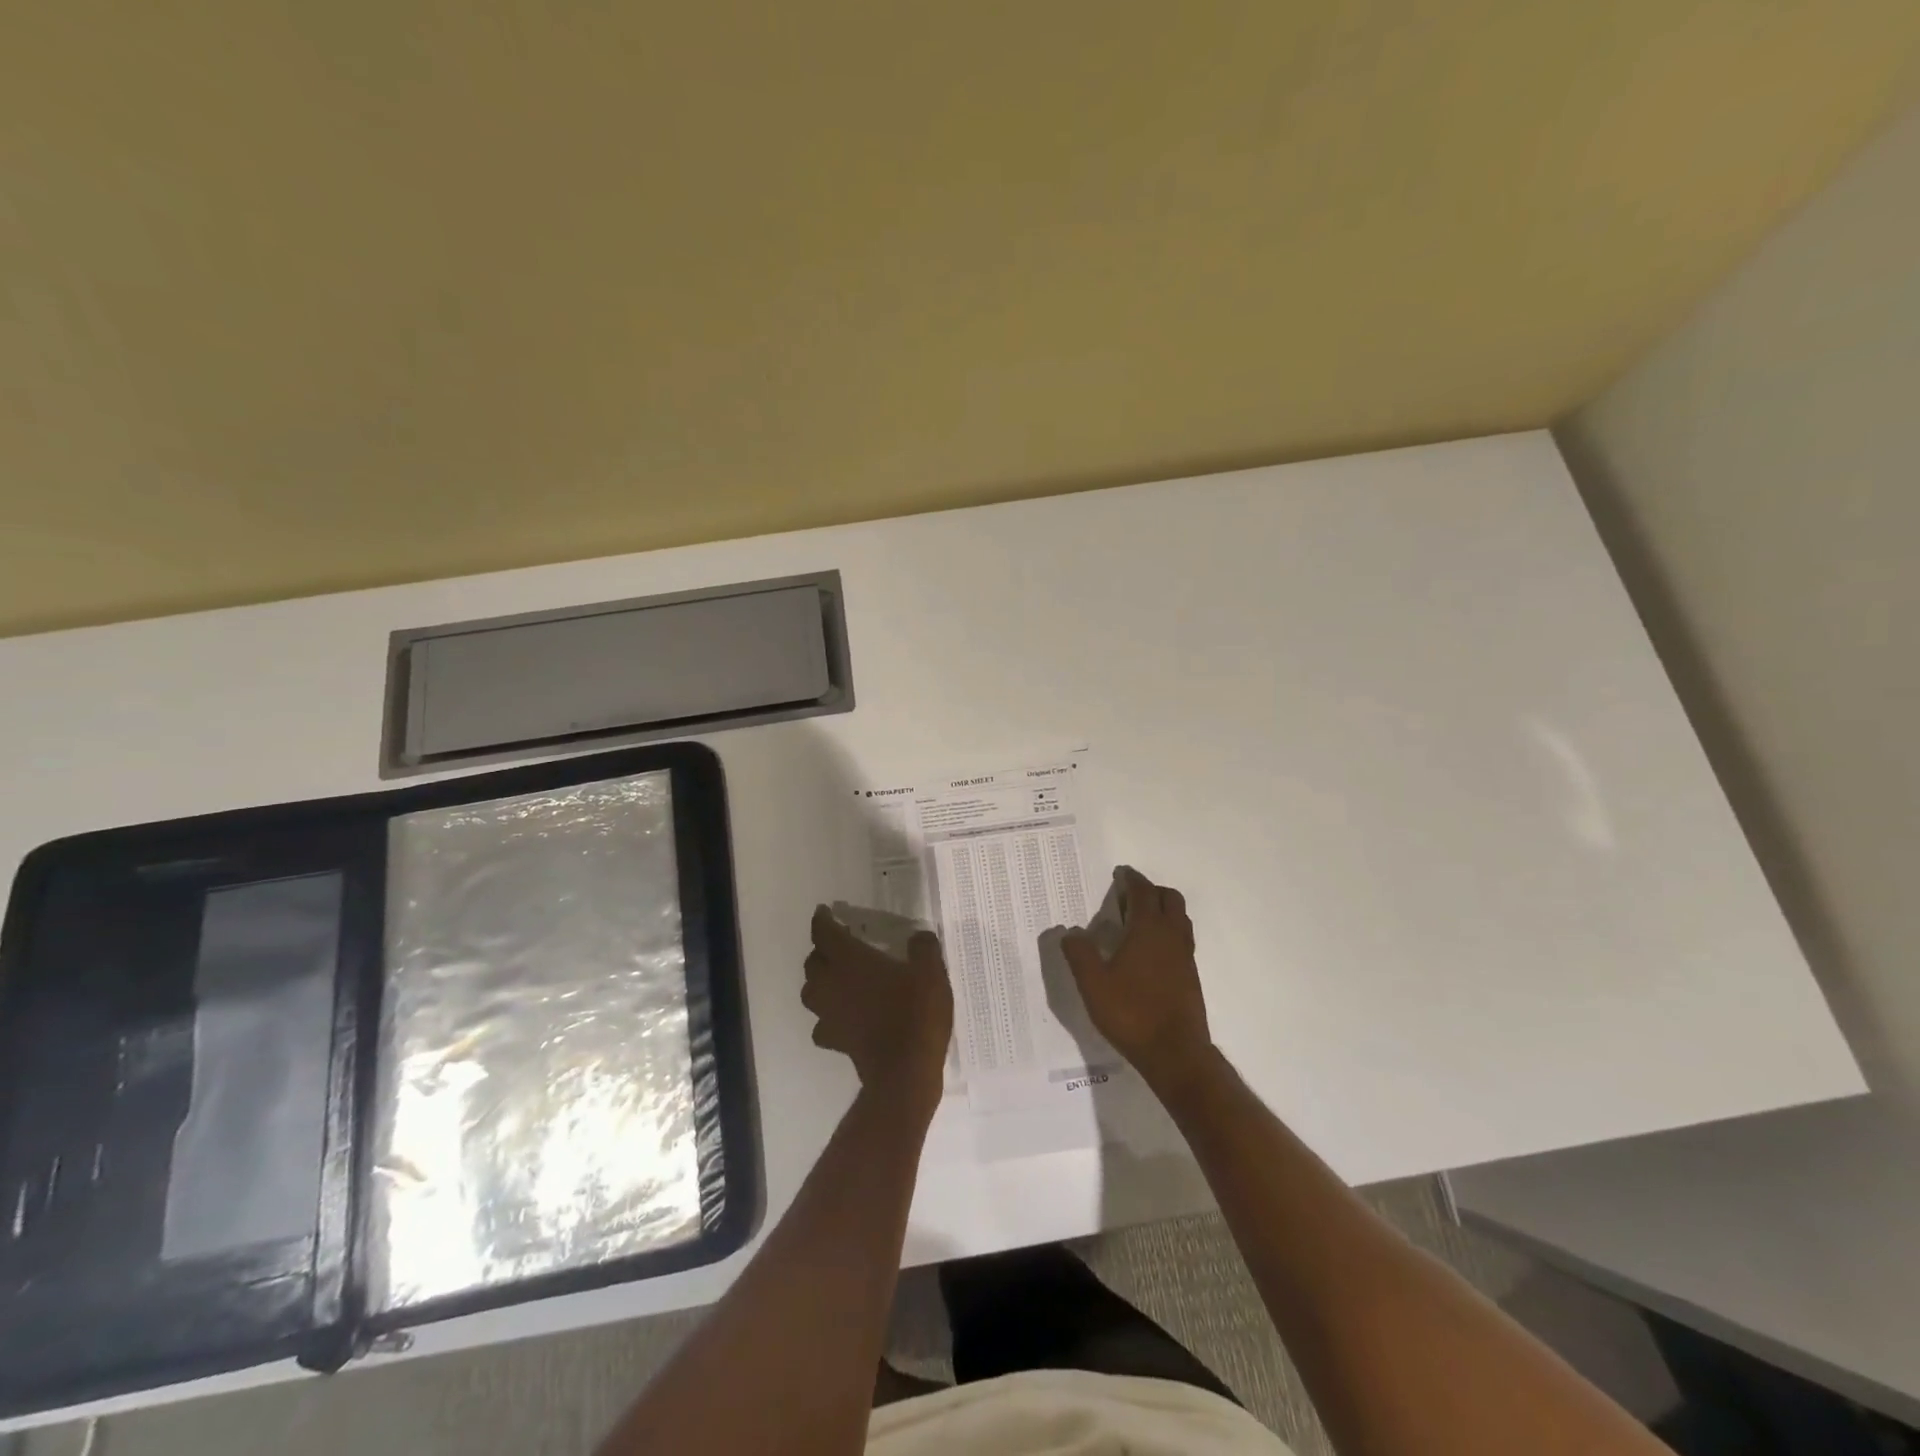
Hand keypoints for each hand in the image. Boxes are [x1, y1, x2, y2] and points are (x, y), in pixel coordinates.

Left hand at [803, 906, 953, 1113]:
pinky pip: (822, 1024)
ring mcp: (828, 1015)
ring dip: (820, 982)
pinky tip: (844, 1017)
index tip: (825, 912)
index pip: (824, 933)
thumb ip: (923, 948)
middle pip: (812, 962)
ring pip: (810, 992)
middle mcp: (831, 983)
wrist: (904, 1070)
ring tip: (838, 980)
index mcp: (849, 959)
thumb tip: (918, 937)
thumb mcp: (930, 971)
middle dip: (822, 951)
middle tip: (840, 946)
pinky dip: (829, 1017)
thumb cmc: (915, 1011)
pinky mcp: (835, 1041)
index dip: (822, 920)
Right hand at [1061, 868, 1213, 1093]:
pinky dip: (1168, 933)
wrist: (1174, 1052)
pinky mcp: (1191, 976)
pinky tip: (1149, 953)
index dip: (1132, 879)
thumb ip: (1080, 954)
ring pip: (1180, 919)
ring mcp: (1185, 956)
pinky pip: (1182, 940)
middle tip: (1128, 898)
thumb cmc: (1131, 1012)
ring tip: (1138, 922)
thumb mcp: (1093, 984)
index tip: (1121, 874)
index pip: (1144, 892)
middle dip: (1151, 891)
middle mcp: (1172, 936)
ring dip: (1163, 911)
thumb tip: (1070, 932)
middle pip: (1170, 898)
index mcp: (1148, 929)